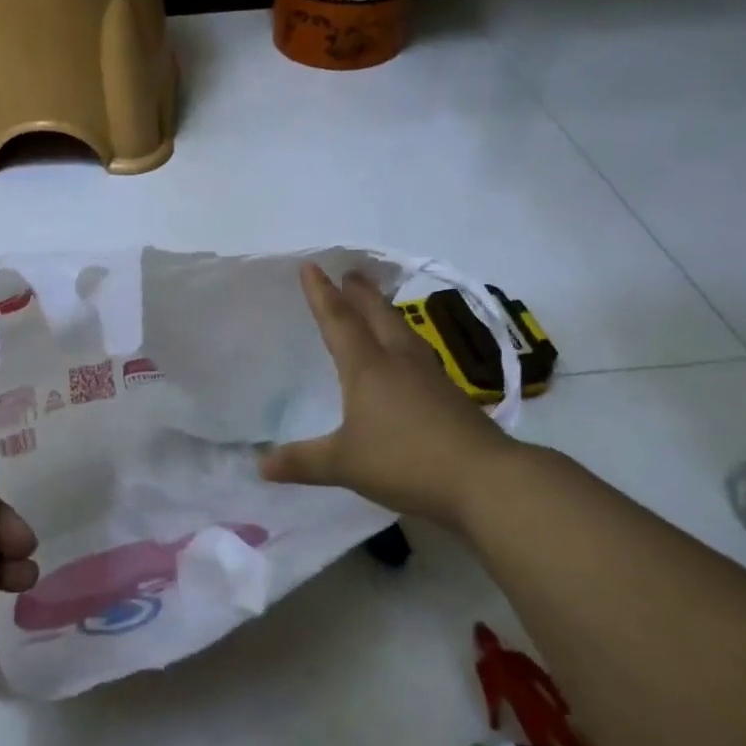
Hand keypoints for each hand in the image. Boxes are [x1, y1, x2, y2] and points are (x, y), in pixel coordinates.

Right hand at [260, 264, 516, 524]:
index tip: (312, 267)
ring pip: (403, 332)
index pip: (339, 321)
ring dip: (385, 313)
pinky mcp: (452, 396)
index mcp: (368, 368)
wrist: (485, 479)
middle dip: (360, 294)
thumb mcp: (344, 464)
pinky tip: (408, 358)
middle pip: (377, 316)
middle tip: (350, 273)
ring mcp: (430, 377)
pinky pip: (419, 355)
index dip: (322, 294)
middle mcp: (399, 362)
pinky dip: (404, 343)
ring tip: (376, 306)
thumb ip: (302, 462)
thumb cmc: (405, 461)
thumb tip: (260, 465)